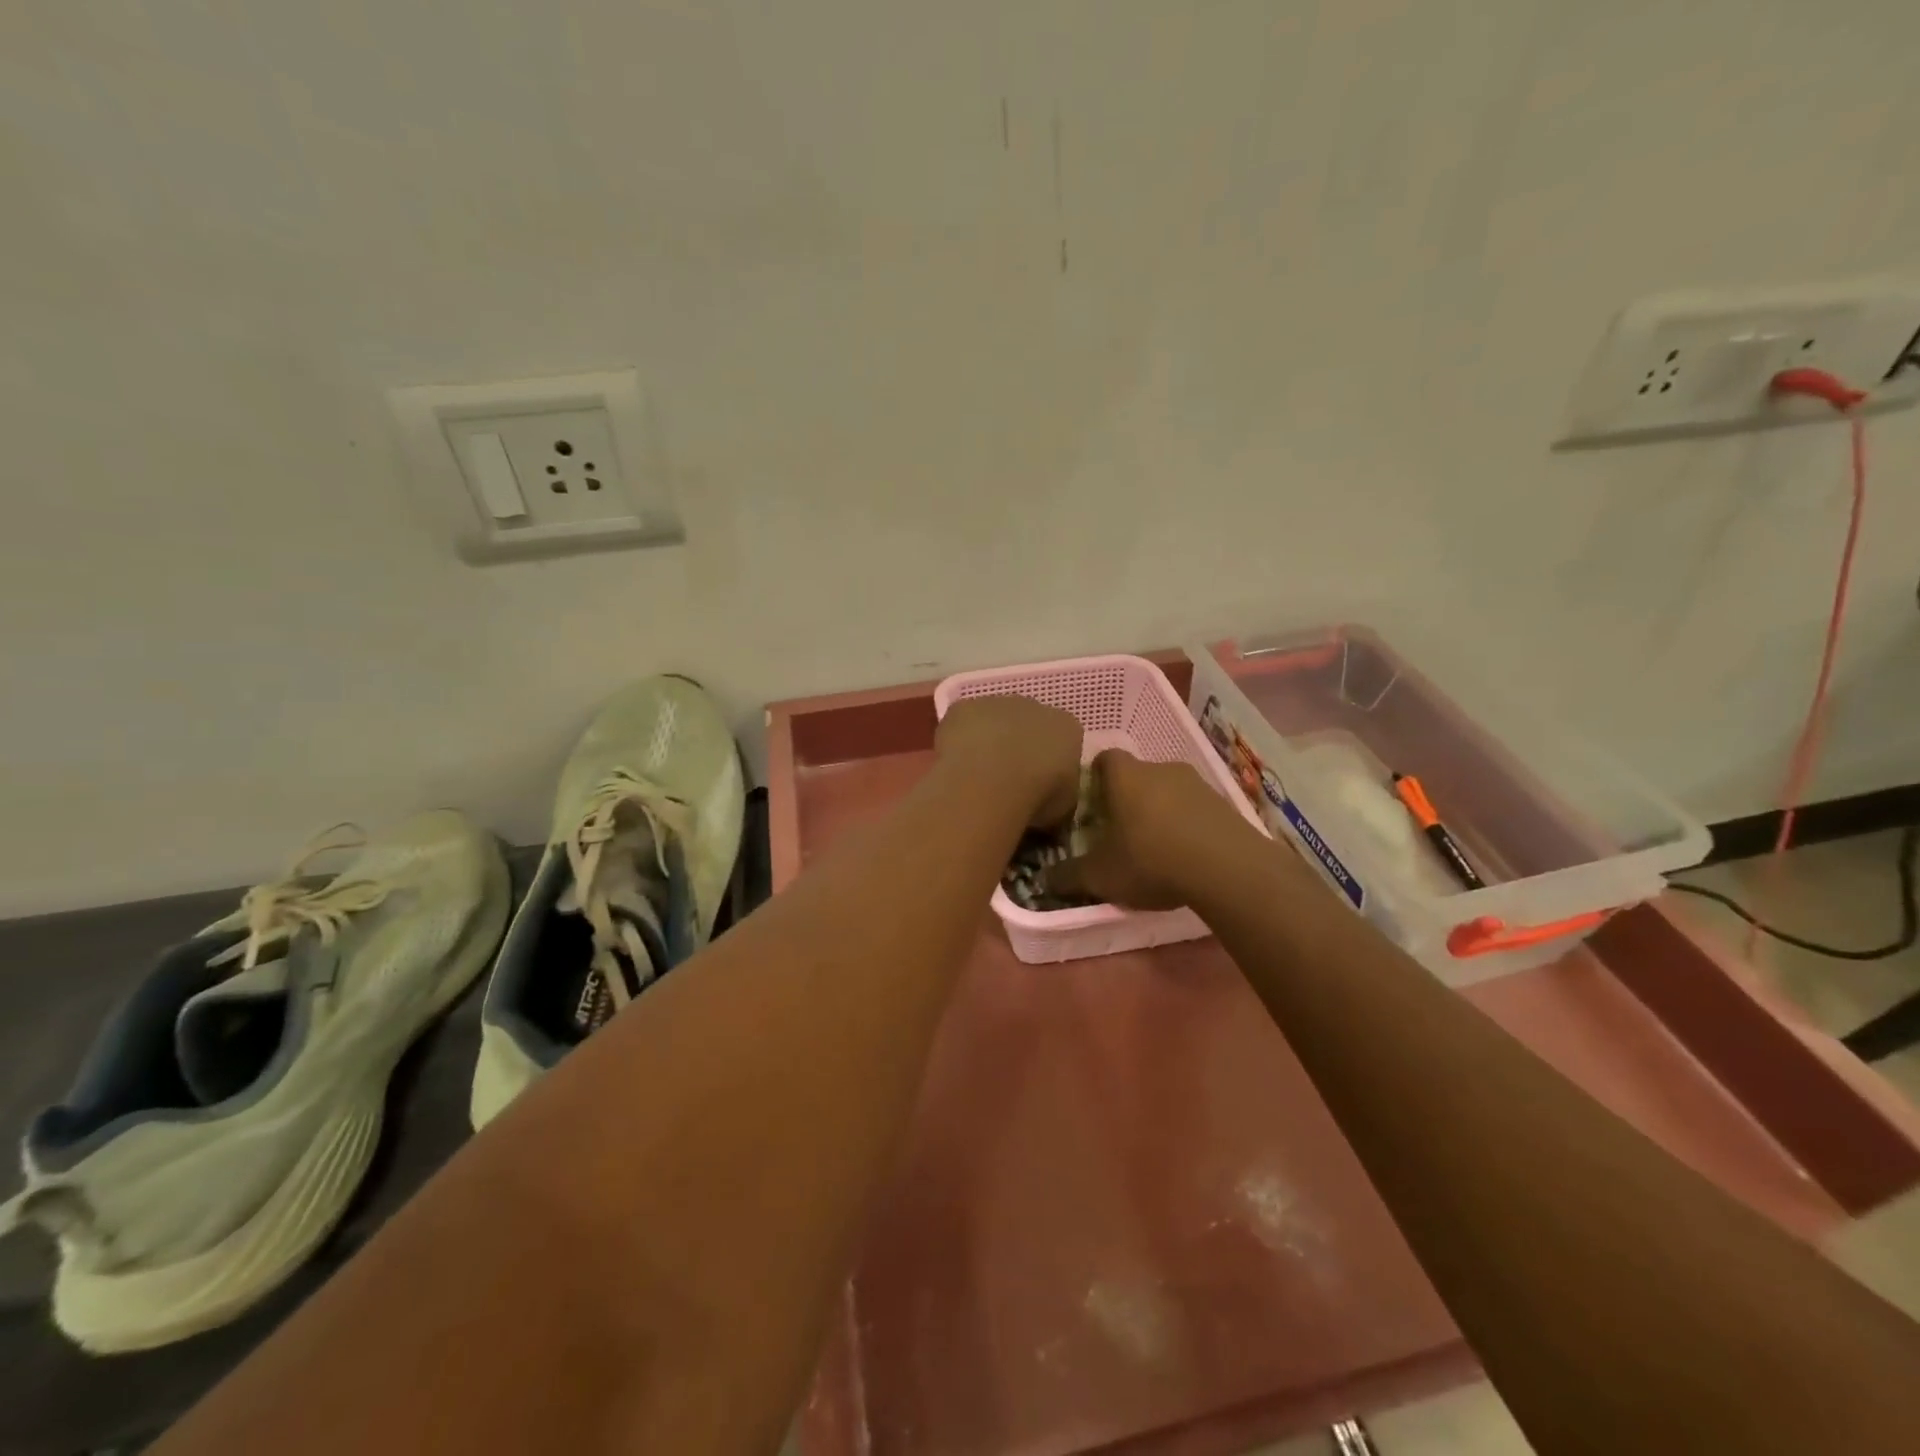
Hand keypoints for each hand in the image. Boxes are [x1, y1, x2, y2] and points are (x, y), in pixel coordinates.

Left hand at [934, 696, 1083, 827]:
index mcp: (1067, 727)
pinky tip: (956, 764)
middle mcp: (1035, 706)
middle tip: (1006, 778)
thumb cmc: (1038, 795)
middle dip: (1019, 745)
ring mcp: (997, 702)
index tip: (1040, 783)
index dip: (1049, 761)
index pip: (1063, 739)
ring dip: (988, 740)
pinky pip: (963, 723)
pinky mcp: (964, 707)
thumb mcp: (1063, 805)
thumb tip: (1048, 796)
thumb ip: (1058, 791)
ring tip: (977, 774)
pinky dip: (959, 739)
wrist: (993, 779)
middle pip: (1028, 723)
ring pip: (993, 720)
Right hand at [1047, 749, 1258, 908]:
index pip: (1104, 758)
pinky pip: (1195, 809)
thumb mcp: (1099, 876)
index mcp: (1125, 777)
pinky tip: (1185, 856)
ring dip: (1160, 812)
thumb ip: (1068, 876)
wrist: (1228, 869)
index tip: (1090, 802)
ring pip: (1168, 791)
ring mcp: (1197, 784)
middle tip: (1118, 831)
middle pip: (1137, 776)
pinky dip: (1187, 826)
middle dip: (1127, 799)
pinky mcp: (1224, 804)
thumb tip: (1044, 880)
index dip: (1095, 776)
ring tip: (1154, 847)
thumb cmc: (1151, 860)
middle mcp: (1160, 769)